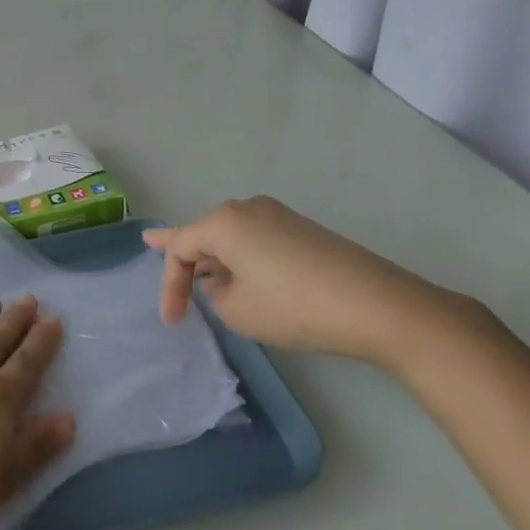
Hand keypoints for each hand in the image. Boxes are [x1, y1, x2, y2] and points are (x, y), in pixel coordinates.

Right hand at [144, 197, 486, 369]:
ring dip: (214, 256)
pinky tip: (239, 271)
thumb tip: (225, 281)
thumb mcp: (237, 311)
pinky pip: (256, 239)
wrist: (377, 305)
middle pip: (204, 233)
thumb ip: (215, 293)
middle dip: (184, 253)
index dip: (169, 285)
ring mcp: (278, 215)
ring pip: (231, 235)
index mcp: (223, 222)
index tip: (171, 321)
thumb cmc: (294, 307)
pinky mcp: (302, 230)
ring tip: (195, 266)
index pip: (180, 248)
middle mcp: (246, 208)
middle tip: (151, 245)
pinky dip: (241, 256)